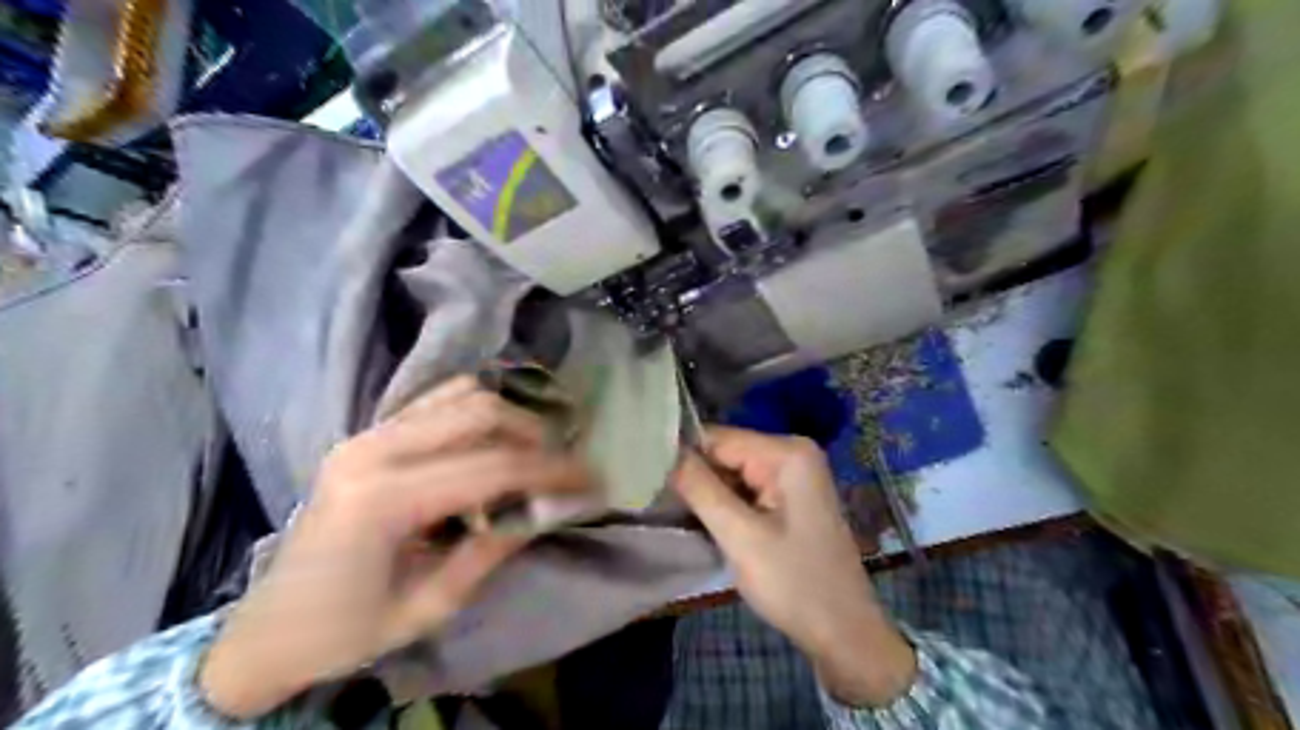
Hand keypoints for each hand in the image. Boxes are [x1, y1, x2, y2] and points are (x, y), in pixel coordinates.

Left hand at [198, 375, 591, 717]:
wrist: (267, 629)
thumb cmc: (346, 631)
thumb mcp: (429, 607)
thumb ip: (491, 549)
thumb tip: (544, 508)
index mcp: (384, 500)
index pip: (493, 466)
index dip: (552, 469)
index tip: (592, 478)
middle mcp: (374, 450)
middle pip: (481, 413)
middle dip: (536, 434)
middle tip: (565, 464)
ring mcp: (366, 434)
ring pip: (461, 395)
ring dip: (510, 417)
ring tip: (535, 449)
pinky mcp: (367, 434)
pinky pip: (435, 400)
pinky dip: (476, 409)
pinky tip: (494, 437)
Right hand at [676, 427, 916, 705]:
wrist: (844, 632)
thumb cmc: (794, 583)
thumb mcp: (739, 536)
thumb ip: (700, 488)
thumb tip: (665, 453)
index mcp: (787, 452)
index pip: (718, 438)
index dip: (684, 458)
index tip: (652, 482)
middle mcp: (793, 452)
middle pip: (727, 452)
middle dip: (698, 477)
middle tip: (665, 506)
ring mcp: (795, 474)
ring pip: (733, 471)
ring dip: (710, 493)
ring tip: (682, 516)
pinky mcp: (792, 495)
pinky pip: (748, 487)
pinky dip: (727, 503)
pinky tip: (710, 522)